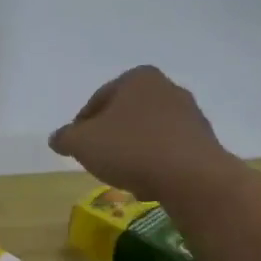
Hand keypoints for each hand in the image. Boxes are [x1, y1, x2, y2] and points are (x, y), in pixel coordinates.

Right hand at [48, 66, 230, 200]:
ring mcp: (190, 114)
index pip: (99, 99)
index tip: (77, 146)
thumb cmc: (131, 149)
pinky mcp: (204, 141)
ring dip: (133, 149)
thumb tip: (57, 138)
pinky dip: (155, 162)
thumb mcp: (82, 143)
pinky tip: (147, 182)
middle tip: (97, 158)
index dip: (82, 124)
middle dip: (110, 135)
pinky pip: (168, 150)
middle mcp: (167, 88)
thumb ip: (65, 138)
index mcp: (138, 78)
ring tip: (122, 174)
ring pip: (148, 132)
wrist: (191, 177)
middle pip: (126, 114)